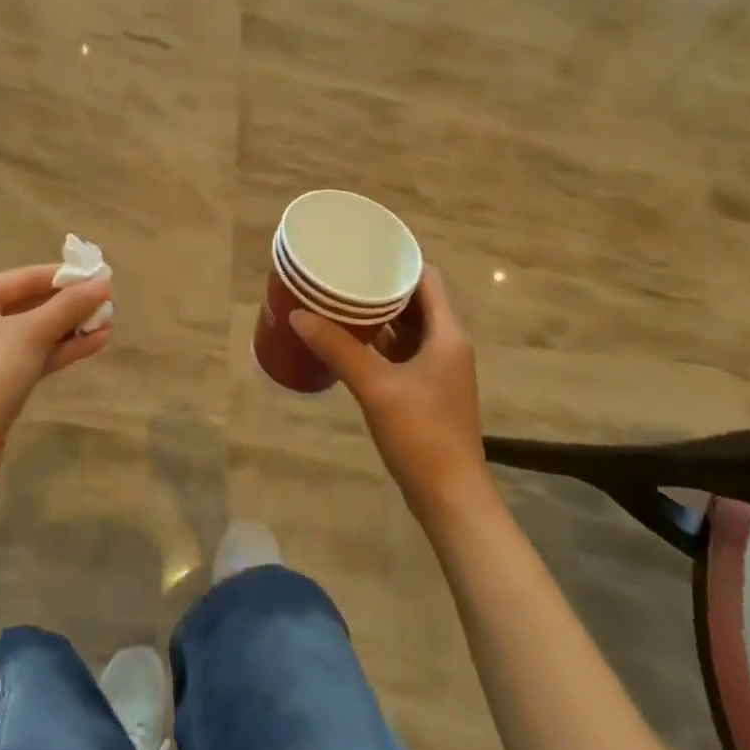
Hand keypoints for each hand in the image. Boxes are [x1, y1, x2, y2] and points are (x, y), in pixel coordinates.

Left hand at [0, 265, 112, 443]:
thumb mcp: (32, 333)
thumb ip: (69, 306)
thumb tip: (103, 283)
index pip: (24, 277)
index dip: (63, 276)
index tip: (98, 275)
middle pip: (30, 304)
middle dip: (70, 305)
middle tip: (107, 301)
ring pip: (35, 332)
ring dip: (71, 327)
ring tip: (108, 323)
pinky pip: (34, 354)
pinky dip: (62, 348)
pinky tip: (96, 342)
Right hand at [289, 268, 491, 521]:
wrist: (451, 498)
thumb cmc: (422, 435)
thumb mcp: (376, 387)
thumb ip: (338, 348)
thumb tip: (298, 315)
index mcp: (447, 334)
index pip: (427, 278)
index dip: (398, 261)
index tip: (363, 250)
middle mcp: (447, 344)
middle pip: (416, 301)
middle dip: (381, 287)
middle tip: (342, 274)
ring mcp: (438, 369)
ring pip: (407, 328)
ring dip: (379, 315)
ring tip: (339, 301)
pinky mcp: (426, 391)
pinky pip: (401, 352)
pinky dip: (379, 342)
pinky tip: (348, 341)